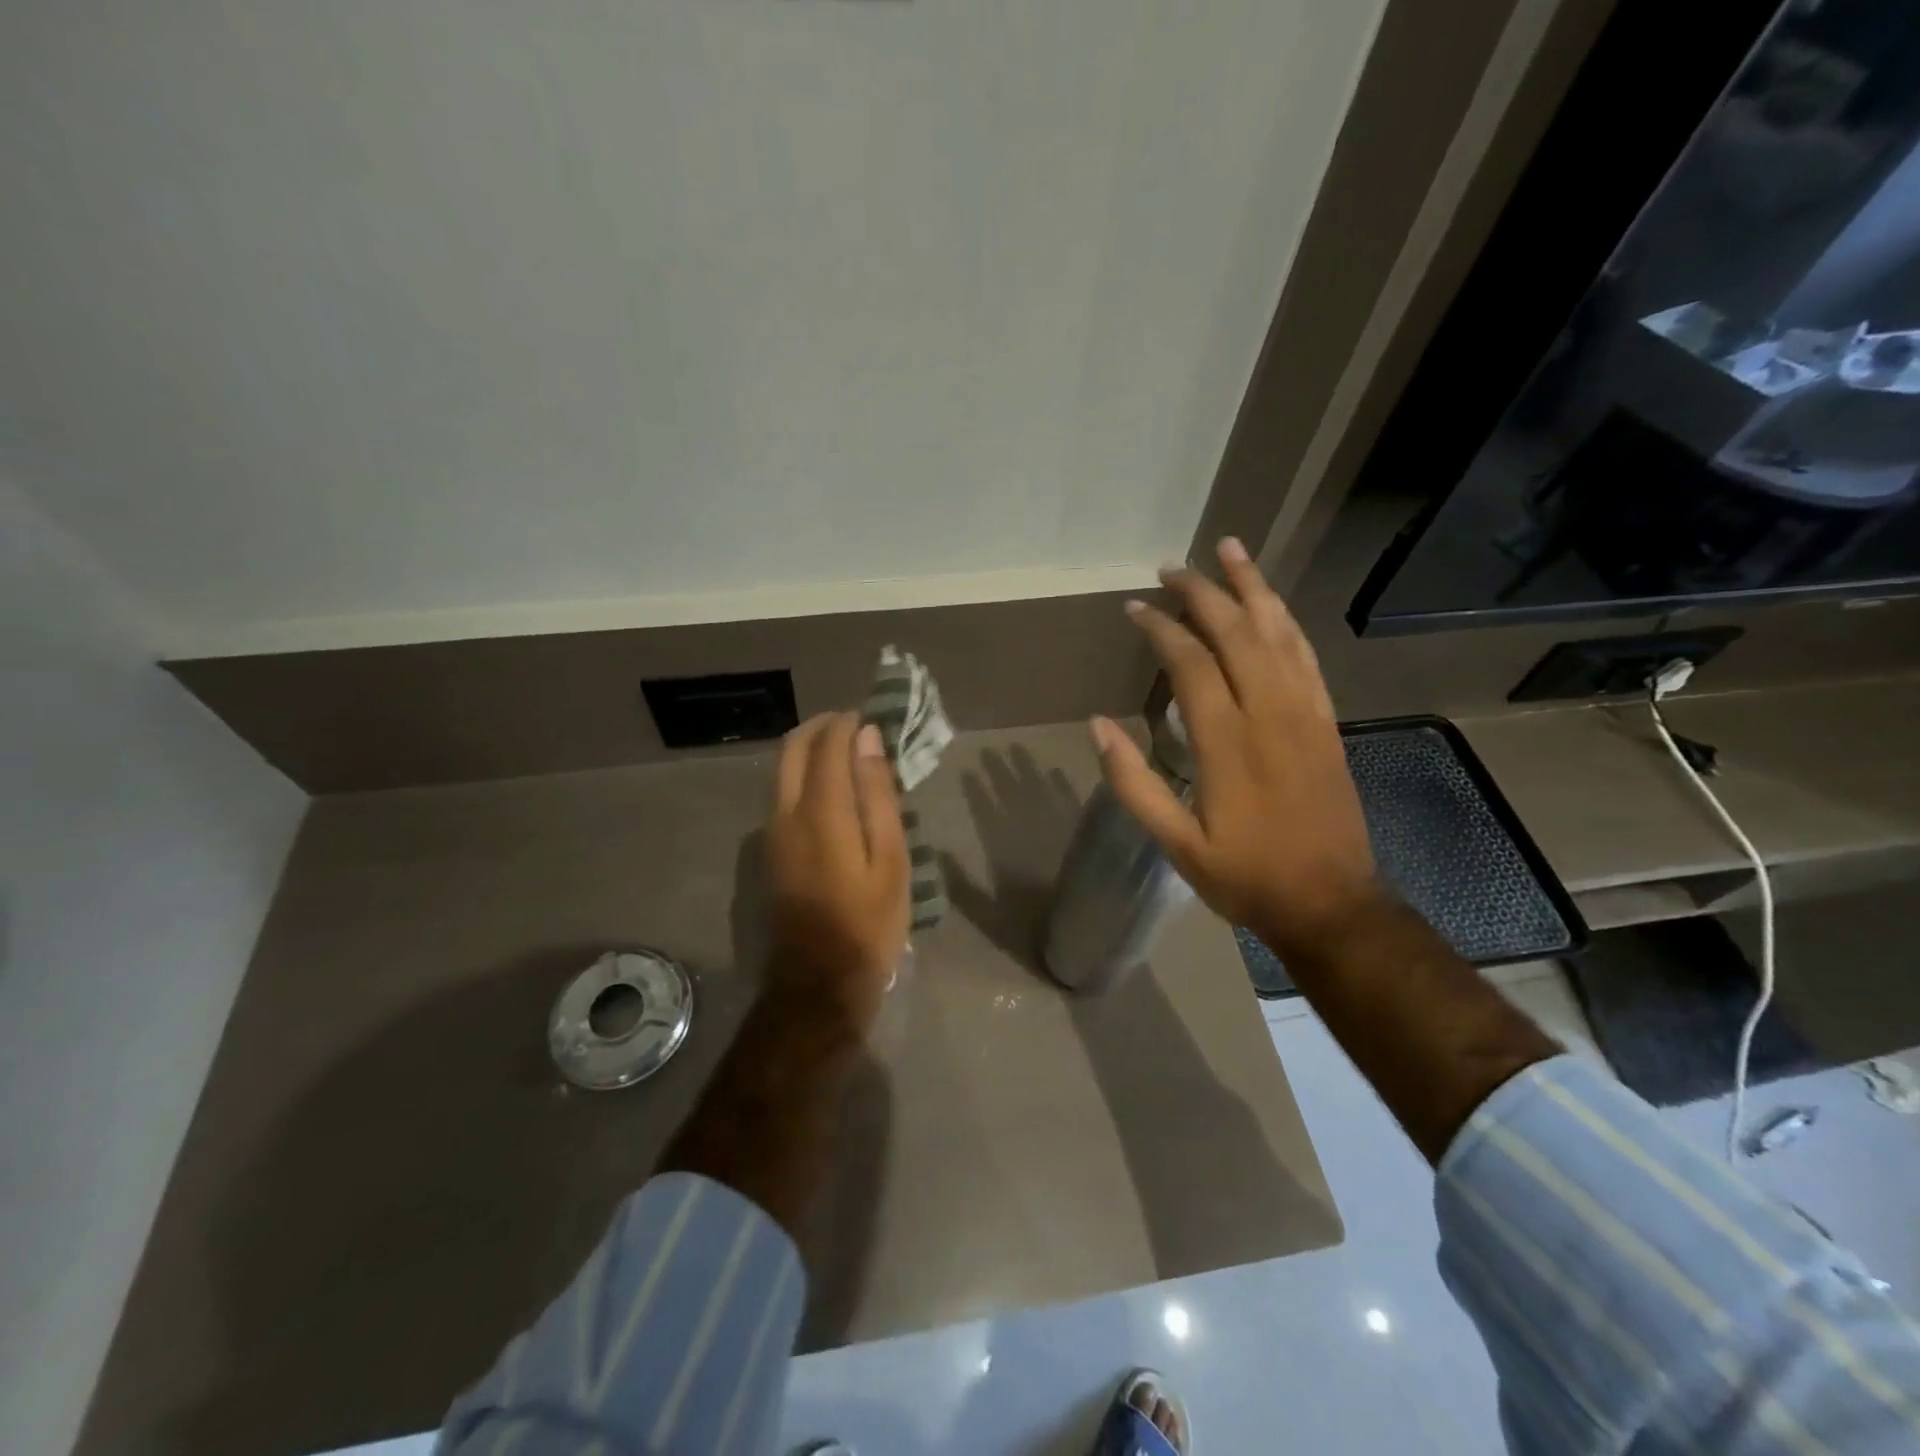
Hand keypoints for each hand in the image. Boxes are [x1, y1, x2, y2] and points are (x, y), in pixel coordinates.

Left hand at [765, 711, 910, 1031]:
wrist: (819, 981)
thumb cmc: (869, 922)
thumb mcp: (889, 858)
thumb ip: (876, 794)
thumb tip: (868, 739)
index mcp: (820, 812)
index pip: (826, 745)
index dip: (847, 723)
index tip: (871, 715)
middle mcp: (786, 812)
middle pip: (792, 748)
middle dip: (821, 727)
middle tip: (856, 726)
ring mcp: (772, 832)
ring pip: (783, 771)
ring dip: (812, 750)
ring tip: (850, 756)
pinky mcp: (771, 850)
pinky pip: (784, 794)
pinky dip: (806, 776)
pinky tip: (835, 792)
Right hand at [1091, 538, 1380, 962]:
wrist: (1330, 902)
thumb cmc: (1245, 875)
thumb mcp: (1176, 842)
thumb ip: (1134, 782)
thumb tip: (1098, 726)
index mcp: (1227, 740)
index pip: (1190, 661)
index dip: (1161, 628)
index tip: (1135, 607)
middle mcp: (1269, 712)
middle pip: (1236, 631)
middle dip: (1202, 592)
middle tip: (1172, 568)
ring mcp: (1305, 712)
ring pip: (1278, 632)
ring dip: (1252, 587)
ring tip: (1230, 550)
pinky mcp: (1326, 721)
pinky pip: (1307, 656)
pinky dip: (1287, 622)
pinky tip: (1273, 604)